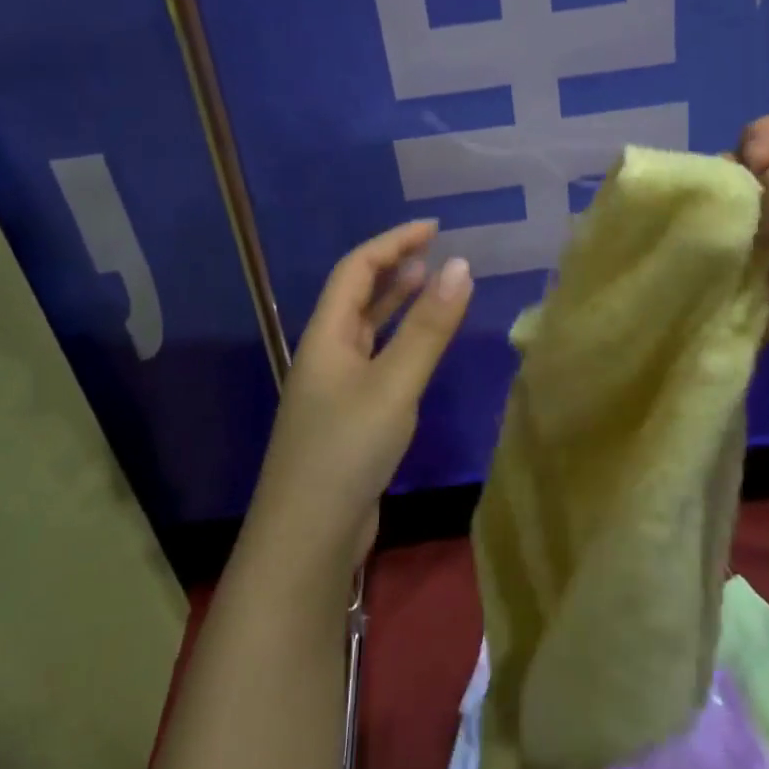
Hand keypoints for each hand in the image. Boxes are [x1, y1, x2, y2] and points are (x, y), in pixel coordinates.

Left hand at [247, 220, 472, 576]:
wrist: (307, 539)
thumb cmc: (346, 449)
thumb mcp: (394, 383)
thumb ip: (428, 327)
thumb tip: (461, 265)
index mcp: (326, 335)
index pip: (357, 268)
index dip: (393, 242)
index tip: (434, 229)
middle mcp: (326, 352)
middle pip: (358, 293)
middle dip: (395, 266)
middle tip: (436, 251)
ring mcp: (335, 386)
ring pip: (368, 328)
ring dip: (397, 301)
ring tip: (432, 282)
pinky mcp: (349, 416)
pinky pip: (376, 359)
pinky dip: (400, 339)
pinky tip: (422, 346)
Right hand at [736, 114, 768, 433]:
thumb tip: (746, 205)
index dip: (763, 138)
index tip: (757, 170)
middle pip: (752, 168)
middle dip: (738, 178)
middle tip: (745, 211)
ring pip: (732, 213)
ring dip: (723, 218)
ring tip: (731, 241)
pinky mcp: (756, 291)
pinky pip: (722, 260)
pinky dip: (713, 256)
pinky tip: (719, 266)